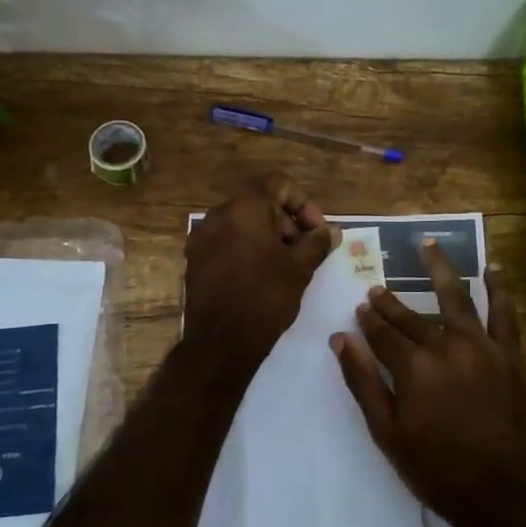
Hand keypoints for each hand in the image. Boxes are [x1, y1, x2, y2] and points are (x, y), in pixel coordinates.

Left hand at [184, 174, 339, 364]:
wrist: (220, 343)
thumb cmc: (265, 299)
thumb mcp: (300, 269)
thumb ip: (317, 243)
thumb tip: (331, 231)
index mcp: (246, 208)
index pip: (279, 184)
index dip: (303, 203)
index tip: (315, 231)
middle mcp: (219, 214)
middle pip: (259, 202)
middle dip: (286, 220)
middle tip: (304, 249)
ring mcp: (202, 236)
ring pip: (242, 222)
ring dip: (267, 235)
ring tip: (284, 264)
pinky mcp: (194, 258)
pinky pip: (226, 241)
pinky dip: (246, 248)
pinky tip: (259, 274)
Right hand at [332, 242, 525, 526]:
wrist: (500, 490)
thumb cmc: (435, 466)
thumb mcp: (386, 430)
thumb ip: (362, 381)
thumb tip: (340, 339)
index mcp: (413, 366)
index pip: (383, 333)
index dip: (369, 320)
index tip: (360, 308)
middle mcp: (446, 346)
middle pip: (412, 316)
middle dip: (391, 303)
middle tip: (378, 290)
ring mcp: (481, 347)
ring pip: (456, 297)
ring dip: (440, 269)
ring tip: (428, 245)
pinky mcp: (509, 355)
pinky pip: (504, 313)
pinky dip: (498, 288)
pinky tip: (491, 268)